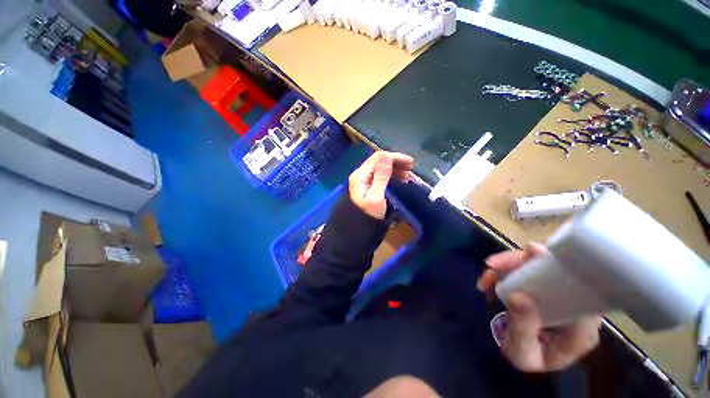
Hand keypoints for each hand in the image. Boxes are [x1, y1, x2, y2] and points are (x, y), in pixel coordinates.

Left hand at [349, 151, 413, 218]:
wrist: (358, 230)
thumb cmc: (368, 215)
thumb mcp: (376, 197)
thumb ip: (381, 177)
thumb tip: (387, 157)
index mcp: (360, 175)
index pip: (378, 158)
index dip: (395, 157)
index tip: (410, 163)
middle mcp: (361, 174)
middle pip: (379, 161)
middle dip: (396, 162)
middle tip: (411, 169)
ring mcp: (364, 179)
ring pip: (381, 167)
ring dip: (395, 169)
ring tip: (408, 176)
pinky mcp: (368, 185)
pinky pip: (381, 175)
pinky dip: (392, 175)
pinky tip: (400, 179)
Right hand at [477, 243, 601, 371]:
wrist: (524, 355)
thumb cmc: (527, 358)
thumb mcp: (522, 354)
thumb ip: (522, 330)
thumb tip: (519, 295)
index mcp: (581, 327)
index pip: (582, 290)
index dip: (560, 266)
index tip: (530, 251)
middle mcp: (575, 307)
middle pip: (555, 271)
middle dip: (520, 262)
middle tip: (491, 265)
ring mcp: (558, 295)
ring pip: (538, 268)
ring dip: (508, 266)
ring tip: (486, 276)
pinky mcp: (544, 289)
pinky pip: (526, 271)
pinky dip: (506, 270)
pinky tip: (491, 278)